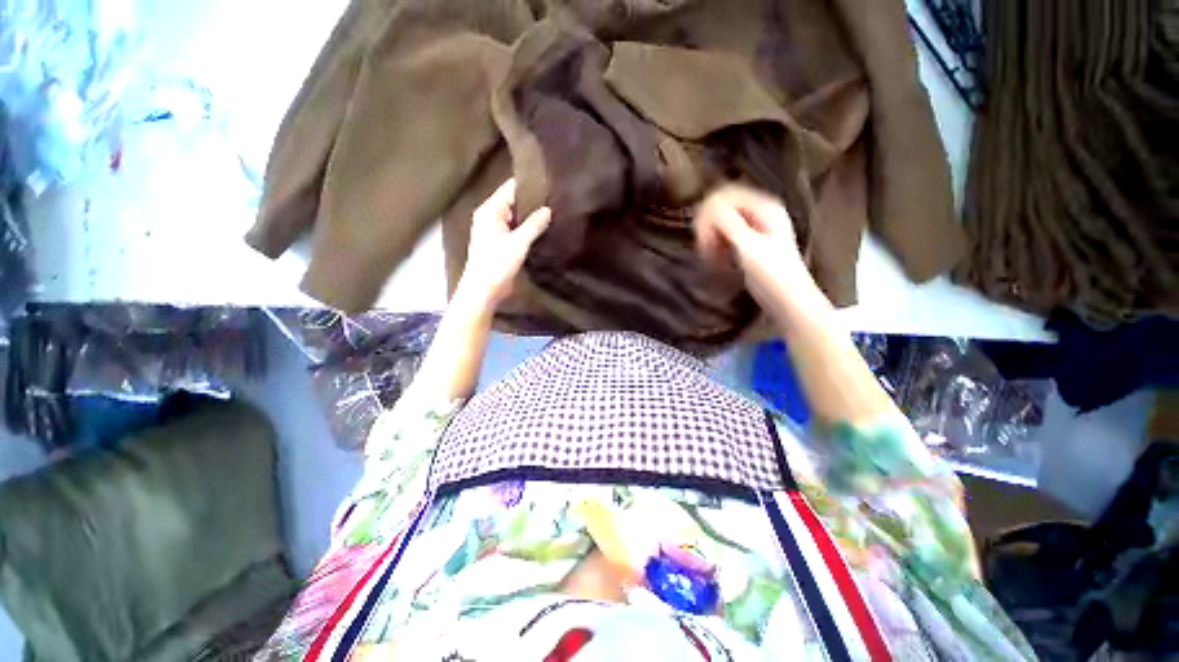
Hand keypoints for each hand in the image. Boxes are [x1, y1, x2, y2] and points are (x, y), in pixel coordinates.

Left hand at [455, 179, 551, 310]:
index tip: (549, 184)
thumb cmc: (497, 264)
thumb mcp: (518, 243)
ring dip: (530, 217)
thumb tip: (548, 209)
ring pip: (515, 217)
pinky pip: (514, 229)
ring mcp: (494, 230)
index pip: (510, 188)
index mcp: (490, 210)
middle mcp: (490, 216)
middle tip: (554, 199)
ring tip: (552, 212)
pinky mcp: (499, 242)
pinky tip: (541, 229)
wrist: (483, 290)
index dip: (528, 186)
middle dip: (531, 202)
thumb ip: (534, 225)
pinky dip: (526, 228)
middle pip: (512, 202)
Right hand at [695, 184, 818, 319]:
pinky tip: (718, 262)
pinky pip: (724, 237)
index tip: (703, 238)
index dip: (708, 214)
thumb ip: (725, 221)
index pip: (724, 195)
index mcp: (763, 207)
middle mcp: (759, 212)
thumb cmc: (772, 274)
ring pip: (720, 224)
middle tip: (707, 251)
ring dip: (711, 239)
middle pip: (721, 208)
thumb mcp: (747, 245)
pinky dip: (717, 247)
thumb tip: (706, 203)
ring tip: (713, 259)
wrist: (788, 301)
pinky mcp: (748, 244)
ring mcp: (754, 229)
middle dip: (709, 228)